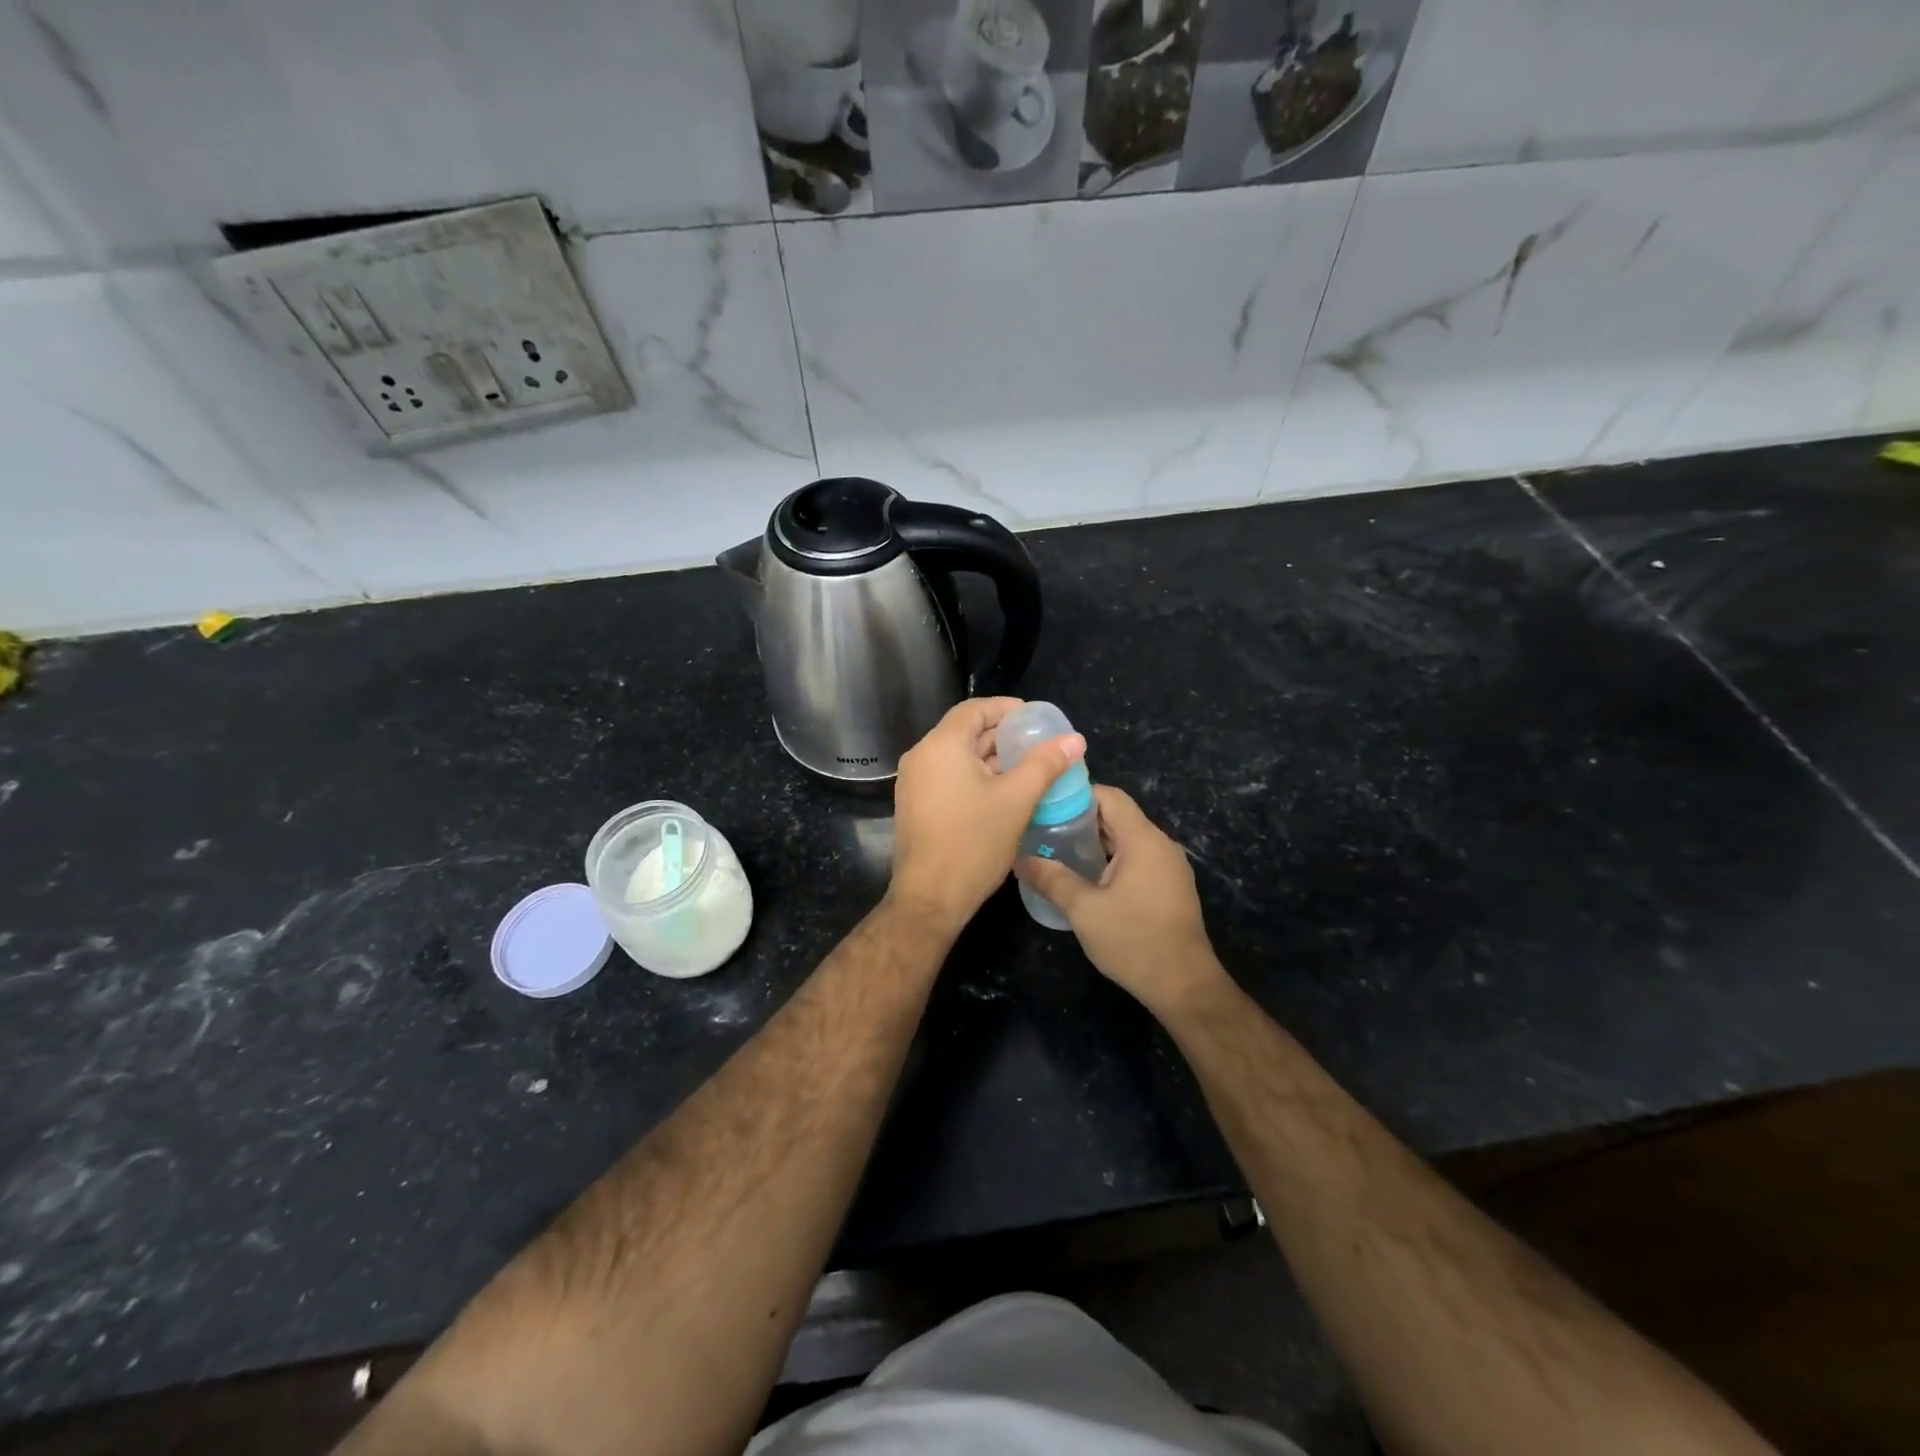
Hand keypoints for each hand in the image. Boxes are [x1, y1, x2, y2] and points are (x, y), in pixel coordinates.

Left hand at [888, 698, 1085, 933]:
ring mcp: (914, 783)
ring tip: (1029, 769)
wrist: (930, 898)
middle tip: (1040, 746)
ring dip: (992, 759)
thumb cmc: (973, 844)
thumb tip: (1075, 739)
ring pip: (958, 757)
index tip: (1037, 719)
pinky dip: (976, 777)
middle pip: (966, 732)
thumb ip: (1046, 764)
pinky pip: (949, 777)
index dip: (1007, 709)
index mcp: (941, 746)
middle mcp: (921, 757)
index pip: (975, 709)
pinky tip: (1004, 793)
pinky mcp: (917, 805)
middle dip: (1003, 736)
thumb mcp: (1017, 800)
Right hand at [1018, 785, 1225, 1012]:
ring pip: (1128, 838)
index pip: (1110, 796)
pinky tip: (1088, 877)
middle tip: (1044, 829)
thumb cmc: (1133, 941)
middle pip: (1118, 815)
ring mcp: (1170, 866)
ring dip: (1096, 841)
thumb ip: (1052, 879)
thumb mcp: (1084, 910)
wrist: (1184, 986)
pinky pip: (1138, 857)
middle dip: (1081, 819)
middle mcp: (1161, 844)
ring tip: (1059, 852)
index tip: (1047, 805)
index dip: (1078, 794)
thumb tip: (1020, 859)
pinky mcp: (1172, 885)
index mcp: (1143, 840)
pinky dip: (1112, 858)